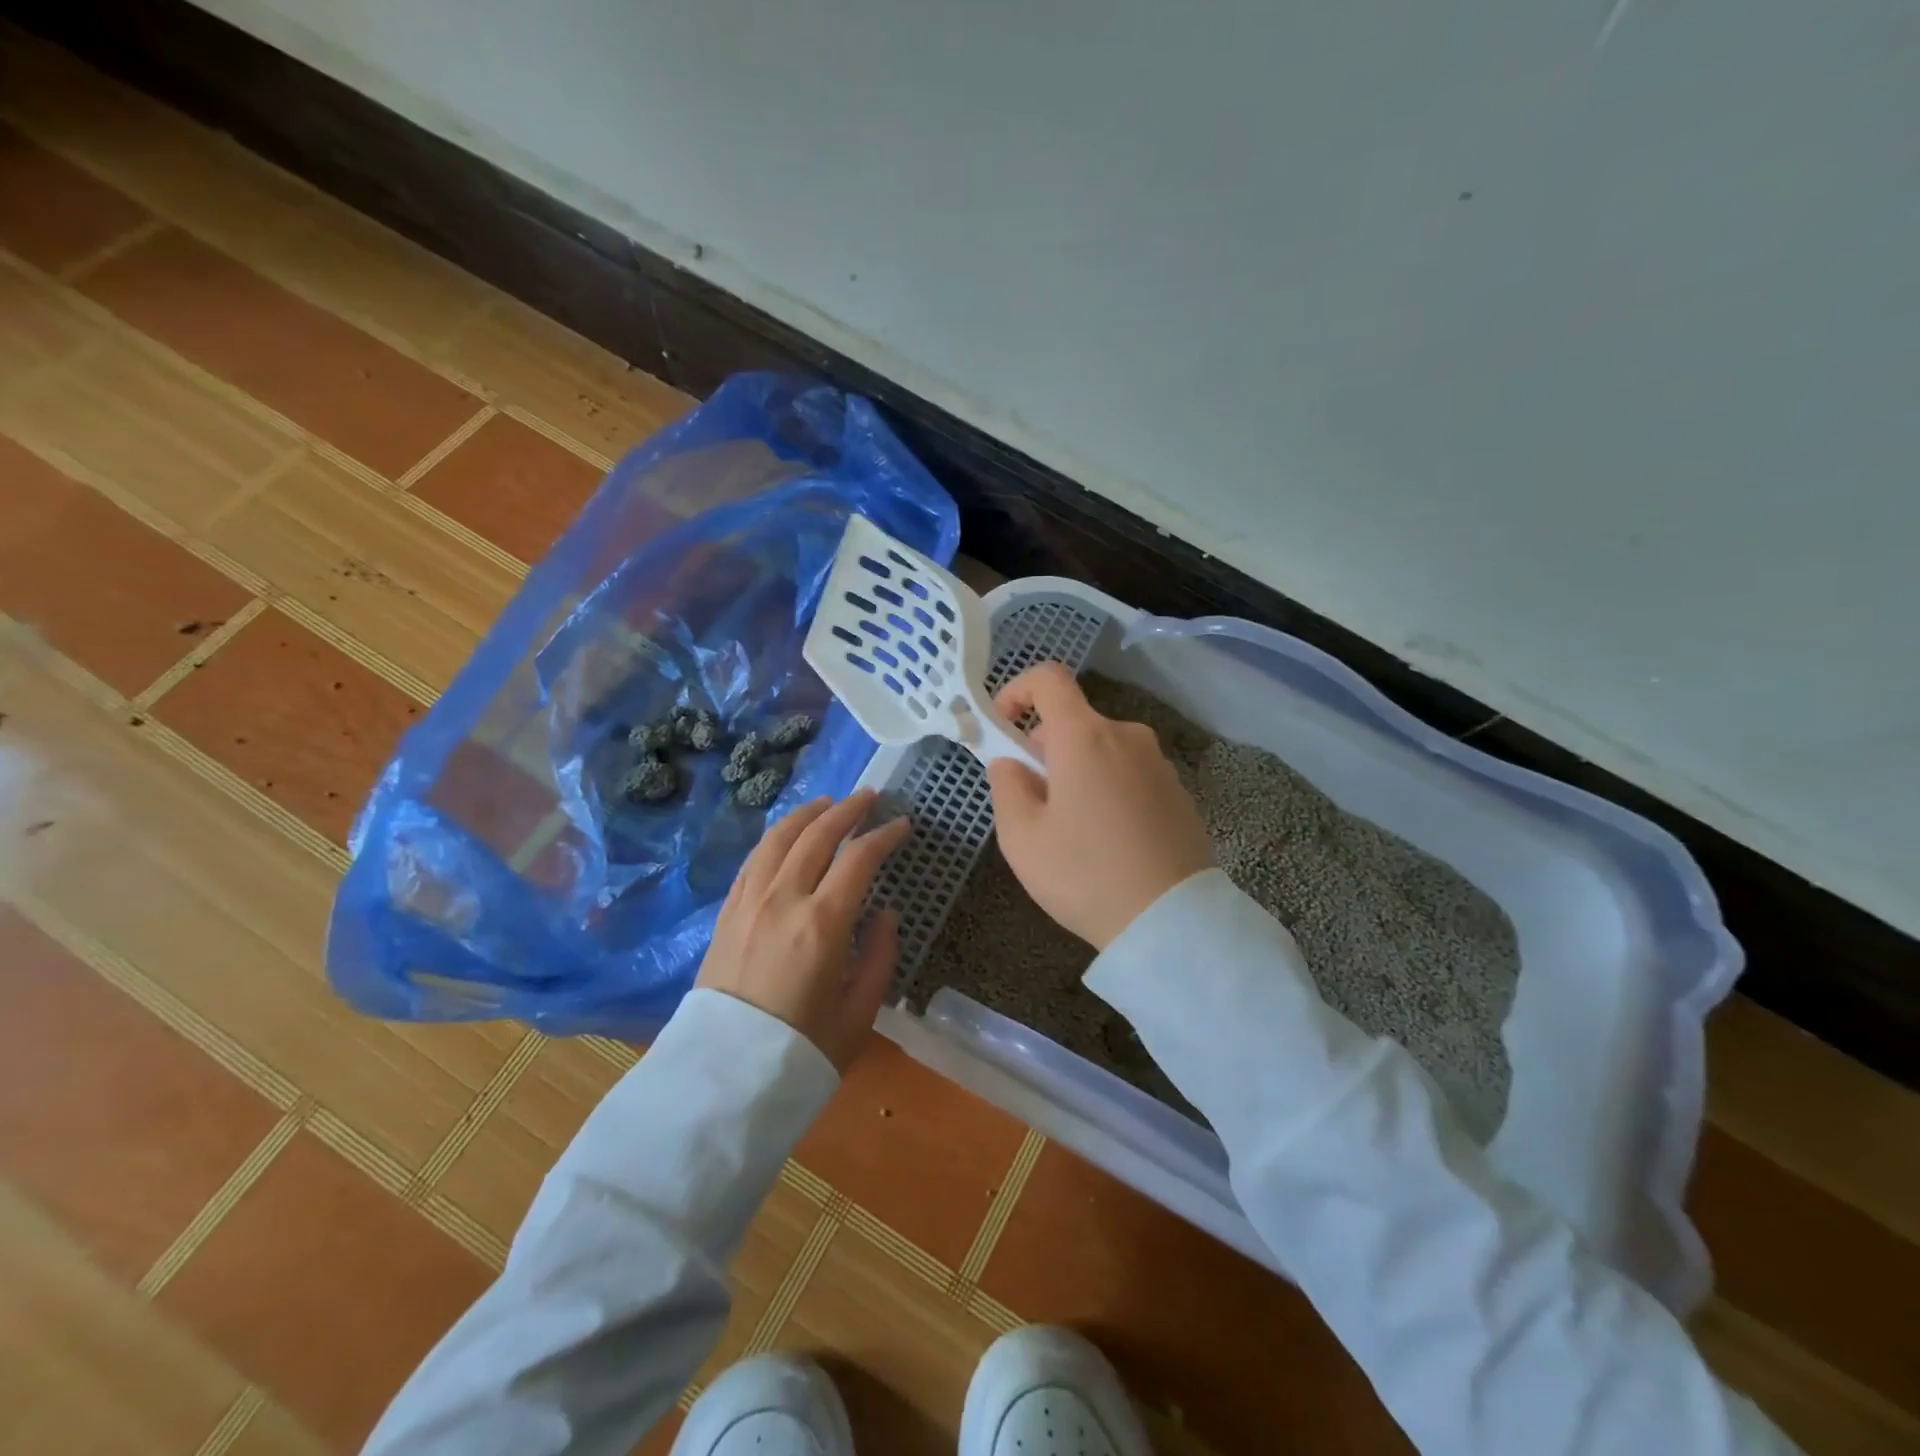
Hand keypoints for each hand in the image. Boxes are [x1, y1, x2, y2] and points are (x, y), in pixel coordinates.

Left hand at [696, 789, 910, 1071]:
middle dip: (847, 810)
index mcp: (822, 923)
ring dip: (808, 814)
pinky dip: (776, 837)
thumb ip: (878, 954)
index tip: (902, 825)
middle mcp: (783, 899)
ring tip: (829, 804)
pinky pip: (754, 859)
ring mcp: (749, 902)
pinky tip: (788, 835)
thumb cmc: (802, 1050)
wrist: (724, 1078)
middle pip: (817, 835)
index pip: (859, 859)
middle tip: (869, 797)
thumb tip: (884, 912)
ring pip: (779, 838)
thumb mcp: (859, 1012)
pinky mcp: (727, 912)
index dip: (884, 836)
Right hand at [986, 663, 1213, 949]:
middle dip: (1043, 748)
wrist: (1172, 922)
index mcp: (1085, 737)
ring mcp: (1158, 763)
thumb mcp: (1022, 837)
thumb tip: (1011, 763)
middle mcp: (1127, 736)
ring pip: (1102, 749)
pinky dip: (1107, 788)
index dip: (1017, 691)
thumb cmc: (1085, 875)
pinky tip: (1108, 840)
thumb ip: (1006, 786)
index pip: (1048, 679)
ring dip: (1077, 771)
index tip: (1001, 726)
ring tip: (1070, 829)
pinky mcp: (1179, 792)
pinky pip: (1129, 773)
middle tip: (1031, 801)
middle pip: (1074, 721)